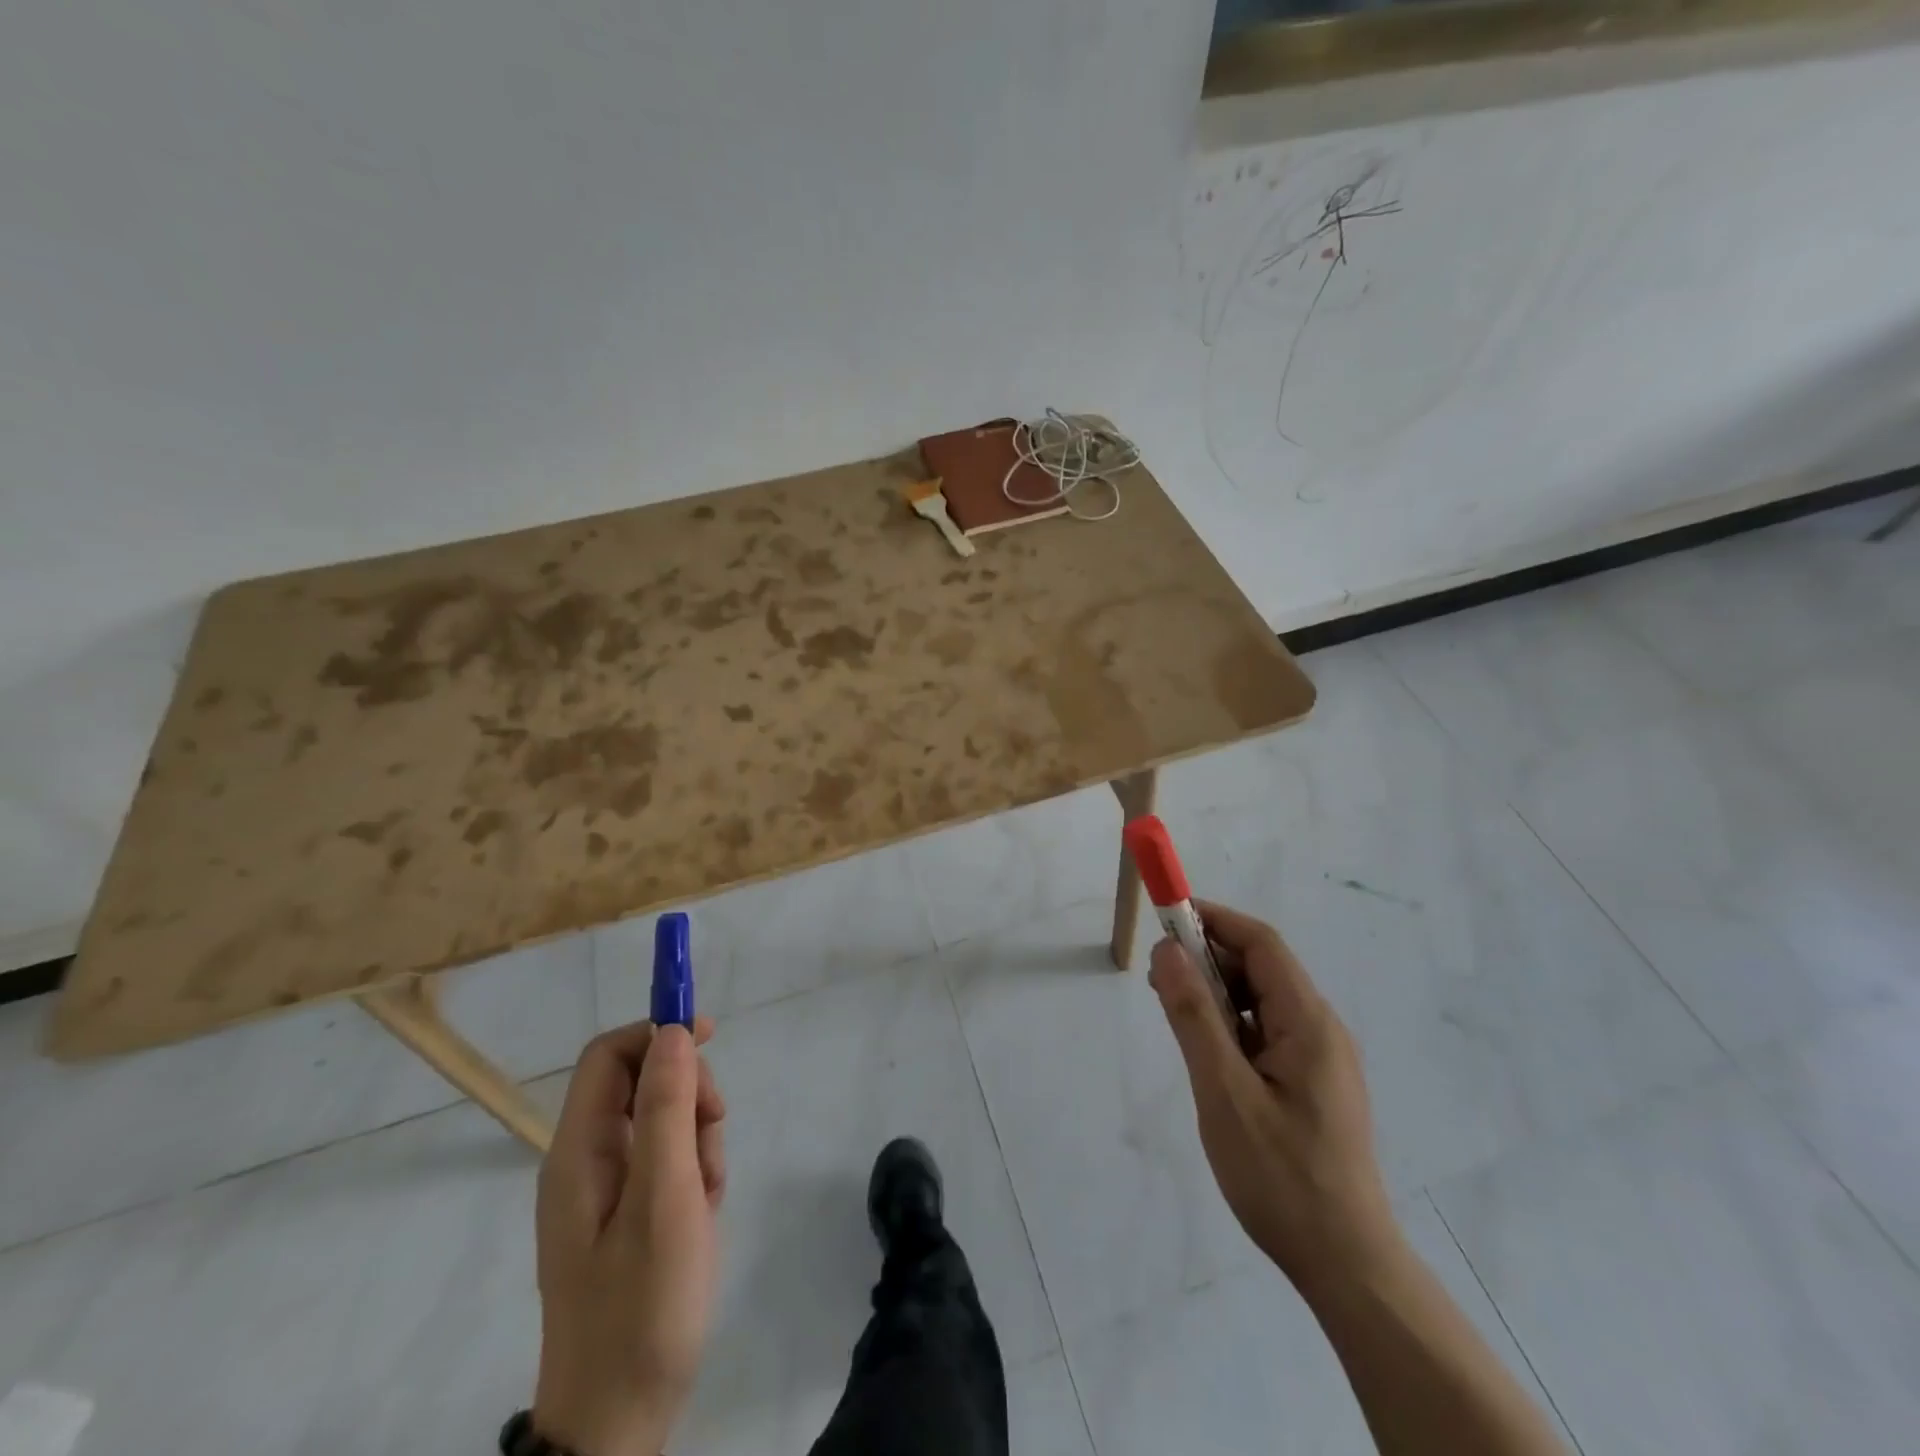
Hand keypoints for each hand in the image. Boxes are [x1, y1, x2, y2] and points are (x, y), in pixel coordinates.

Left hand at [534, 1020, 726, 1455]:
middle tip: (713, 1139)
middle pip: (643, 1082)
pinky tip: (703, 1212)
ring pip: (663, 1120)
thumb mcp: (665, 1199)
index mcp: (578, 1151)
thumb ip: (668, 1109)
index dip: (658, 1031)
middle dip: (689, 1094)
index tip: (711, 1036)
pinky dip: (695, 1171)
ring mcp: (606, 1189)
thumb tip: (674, 1031)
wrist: (618, 1422)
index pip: (610, 1054)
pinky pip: (667, 1161)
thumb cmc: (642, 1306)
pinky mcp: (627, 1214)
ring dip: (698, 1139)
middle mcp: (585, 1160)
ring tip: (708, 1195)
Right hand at [1150, 901, 1400, 1300]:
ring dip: (1216, 993)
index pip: (1262, 944)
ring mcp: (1320, 1058)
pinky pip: (1266, 1031)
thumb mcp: (1224, 1093)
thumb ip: (1194, 1017)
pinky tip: (1206, 1051)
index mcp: (1309, 1023)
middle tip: (1158, 977)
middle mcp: (1321, 1029)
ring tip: (1173, 1014)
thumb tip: (1168, 950)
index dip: (1214, 921)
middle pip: (1262, 969)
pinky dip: (1230, 1024)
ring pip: (1261, 1001)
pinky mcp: (1312, 1083)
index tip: (1166, 918)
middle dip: (1208, 959)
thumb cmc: (1281, 1176)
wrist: (1345, 1263)